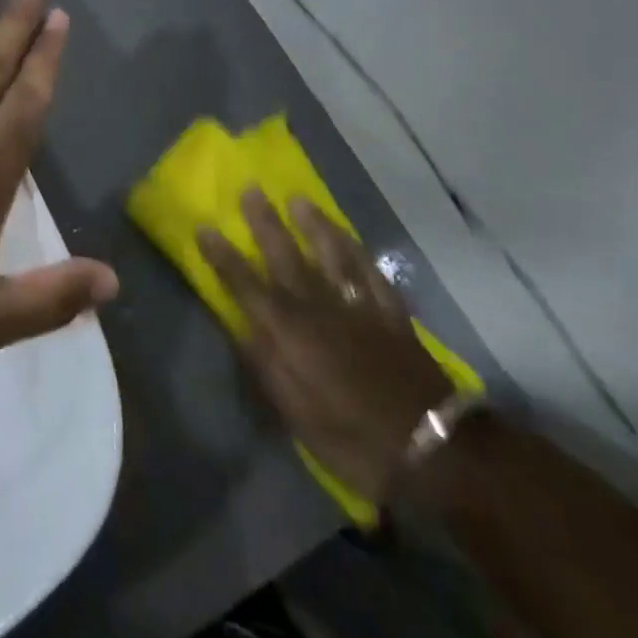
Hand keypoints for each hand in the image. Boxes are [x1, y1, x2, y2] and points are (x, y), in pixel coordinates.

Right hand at [199, 193, 451, 502]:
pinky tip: (350, 239)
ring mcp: (358, 306)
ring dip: (314, 225)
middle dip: (265, 223)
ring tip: (300, 200)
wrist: (432, 448)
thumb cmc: (352, 438)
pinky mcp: (392, 314)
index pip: (246, 284)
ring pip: (332, 254)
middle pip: (286, 256)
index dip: (223, 256)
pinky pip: (372, 273)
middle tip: (251, 189)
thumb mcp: (296, 414)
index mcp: (289, 331)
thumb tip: (241, 328)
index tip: (205, 227)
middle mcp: (319, 307)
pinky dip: (359, 253)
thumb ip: (266, 365)